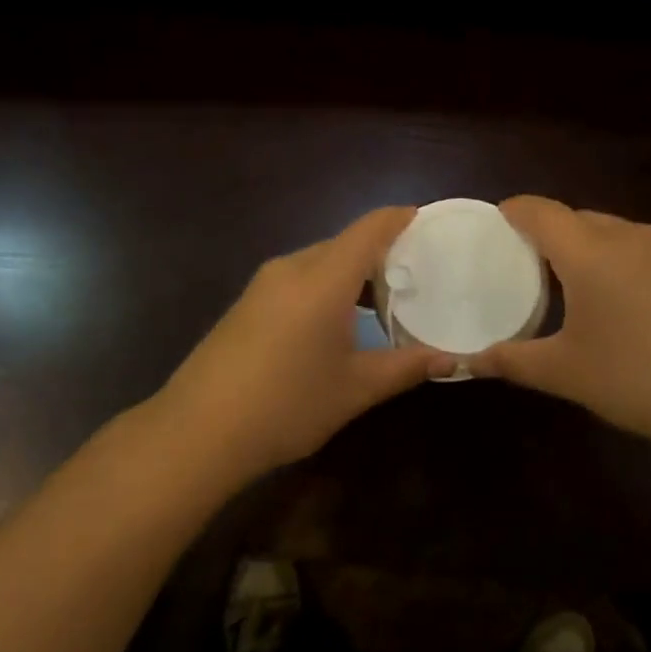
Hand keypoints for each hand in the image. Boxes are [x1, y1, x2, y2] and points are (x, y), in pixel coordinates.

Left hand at [146, 206, 452, 480]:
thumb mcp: (356, 388)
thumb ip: (407, 367)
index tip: (430, 223)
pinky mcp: (247, 304)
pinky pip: (298, 279)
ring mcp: (264, 285)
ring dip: (353, 274)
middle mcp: (292, 268)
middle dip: (382, 253)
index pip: (370, 228)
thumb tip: (453, 360)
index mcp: (323, 278)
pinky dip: (327, 287)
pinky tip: (338, 324)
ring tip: (384, 305)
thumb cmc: (287, 405)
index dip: (401, 218)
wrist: (197, 433)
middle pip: (345, 243)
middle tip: (418, 277)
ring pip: (320, 262)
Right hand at [470, 196, 650, 453]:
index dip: (512, 211)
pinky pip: (630, 246)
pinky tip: (604, 297)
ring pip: (604, 230)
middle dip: (541, 231)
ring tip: (556, 280)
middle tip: (515, 262)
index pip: (540, 211)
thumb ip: (511, 360)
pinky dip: (605, 257)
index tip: (490, 225)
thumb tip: (467, 363)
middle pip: (572, 217)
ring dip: (577, 245)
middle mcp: (624, 236)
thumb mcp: (565, 373)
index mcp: (589, 251)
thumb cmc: (638, 376)